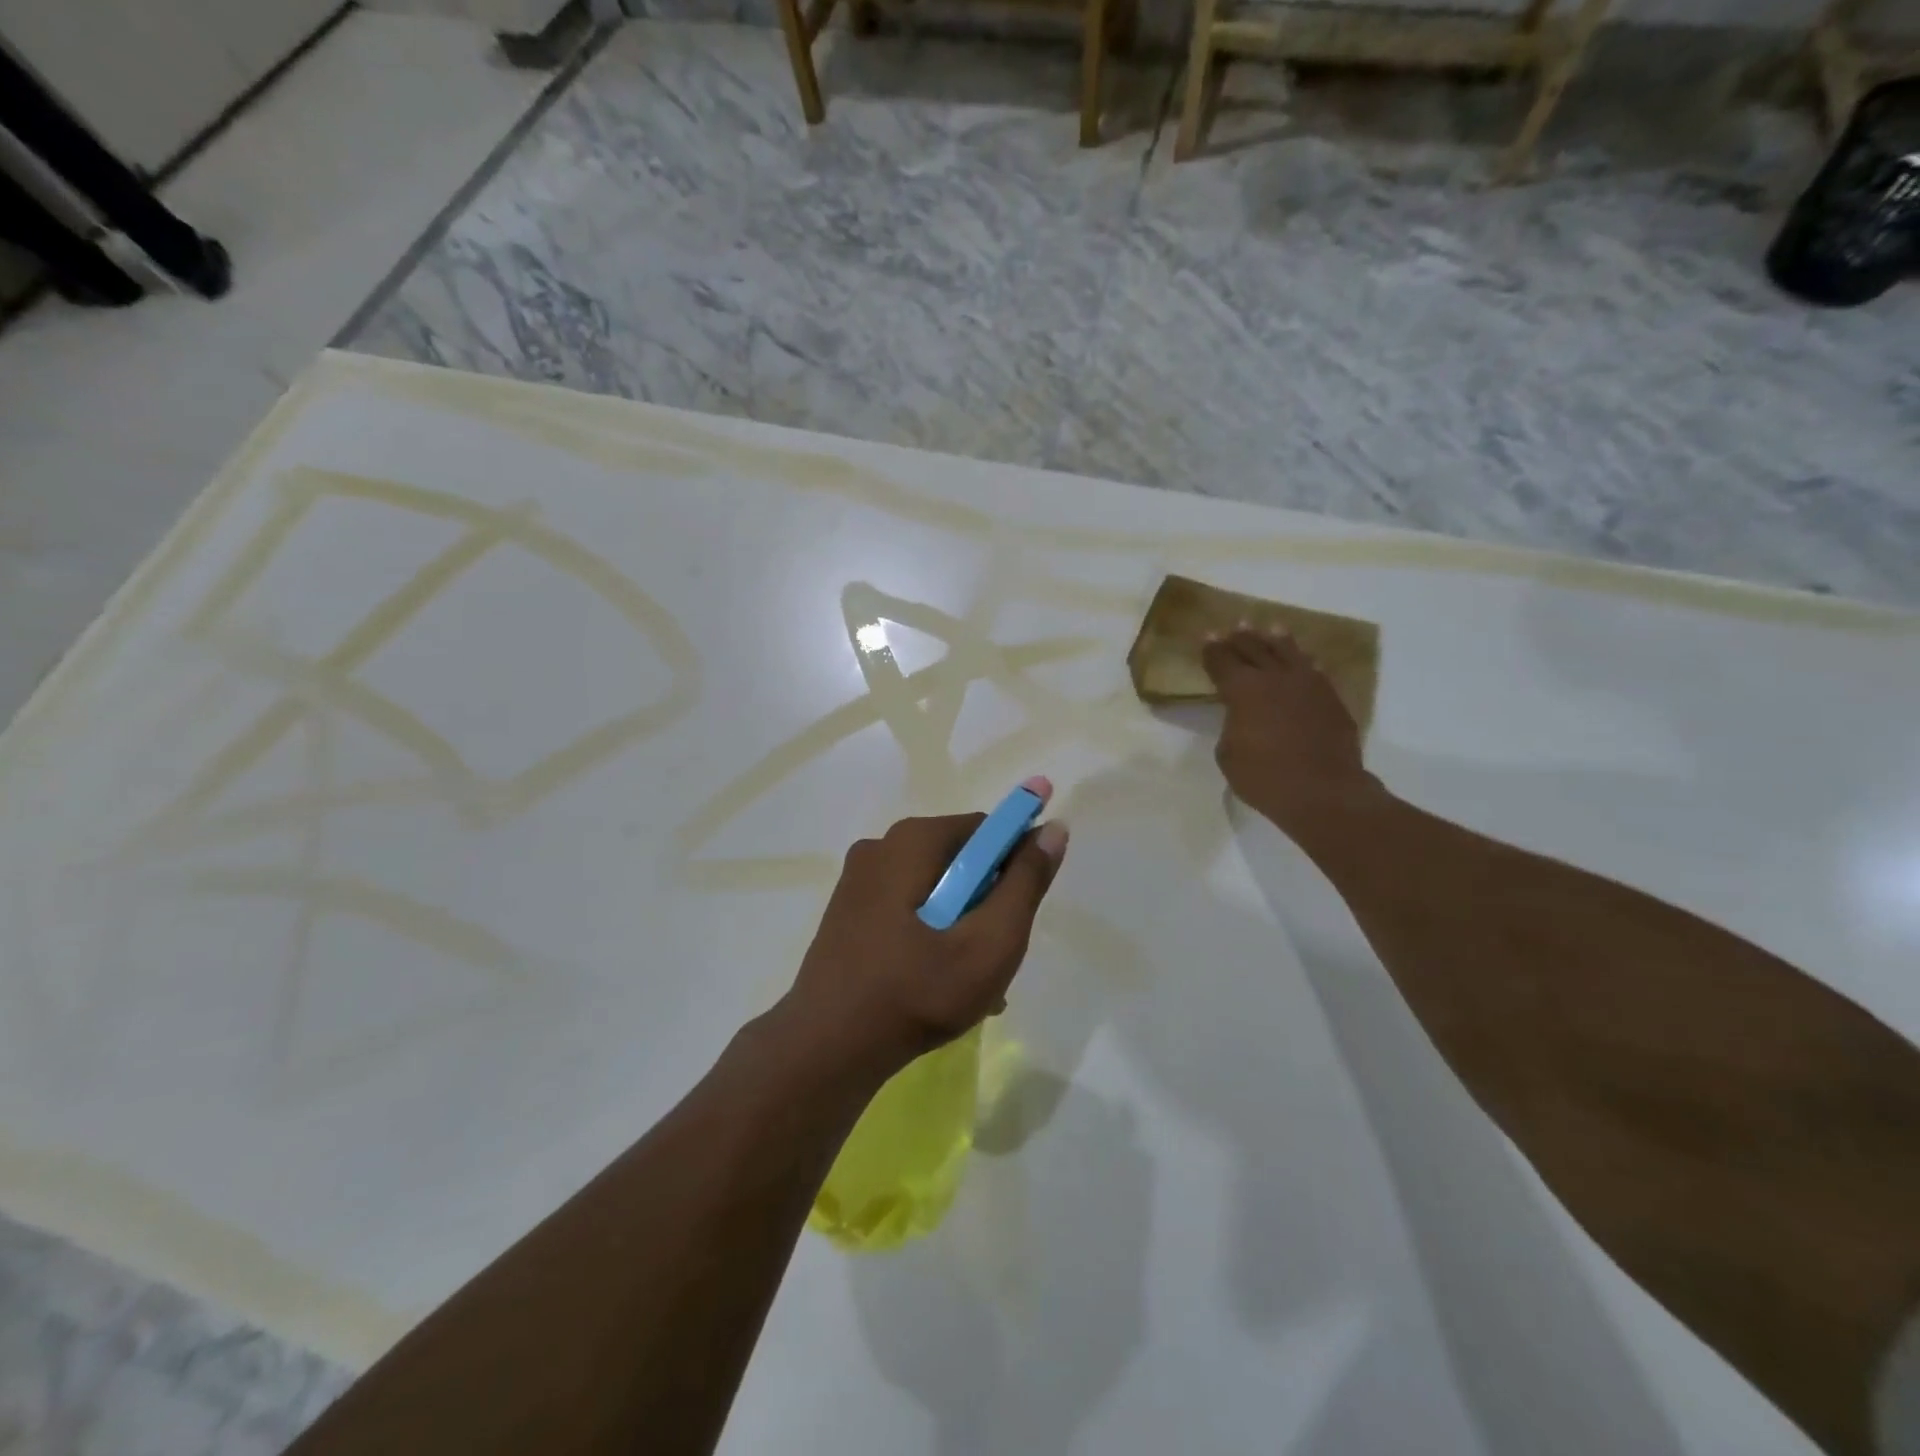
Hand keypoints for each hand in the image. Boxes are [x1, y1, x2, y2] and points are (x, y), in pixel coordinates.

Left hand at [779, 778, 1068, 1081]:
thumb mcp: (990, 941)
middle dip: (988, 902)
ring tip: (975, 983)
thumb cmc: (917, 991)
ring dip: (963, 925)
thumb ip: (1026, 883)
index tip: (1021, 913)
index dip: (1016, 863)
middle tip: (998, 955)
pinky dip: (932, 934)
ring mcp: (858, 881)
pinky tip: (940, 984)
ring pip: (935, 889)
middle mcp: (881, 847)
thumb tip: (1052, 829)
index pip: (986, 829)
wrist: (827, 1048)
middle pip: (960, 861)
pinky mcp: (848, 913)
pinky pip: (907, 909)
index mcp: (913, 840)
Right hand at [1202, 626, 1381, 832]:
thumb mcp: (1228, 755)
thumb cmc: (1265, 778)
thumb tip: (1242, 718)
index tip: (1206, 637)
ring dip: (1276, 640)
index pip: (1222, 661)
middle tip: (1233, 626)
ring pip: (1289, 653)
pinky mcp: (1331, 699)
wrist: (1324, 792)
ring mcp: (1308, 685)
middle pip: (1254, 649)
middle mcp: (1275, 678)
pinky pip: (1314, 671)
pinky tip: (1306, 659)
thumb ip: (1231, 727)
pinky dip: (1305, 662)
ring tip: (1271, 627)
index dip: (1212, 650)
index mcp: (1243, 690)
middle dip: (1240, 637)